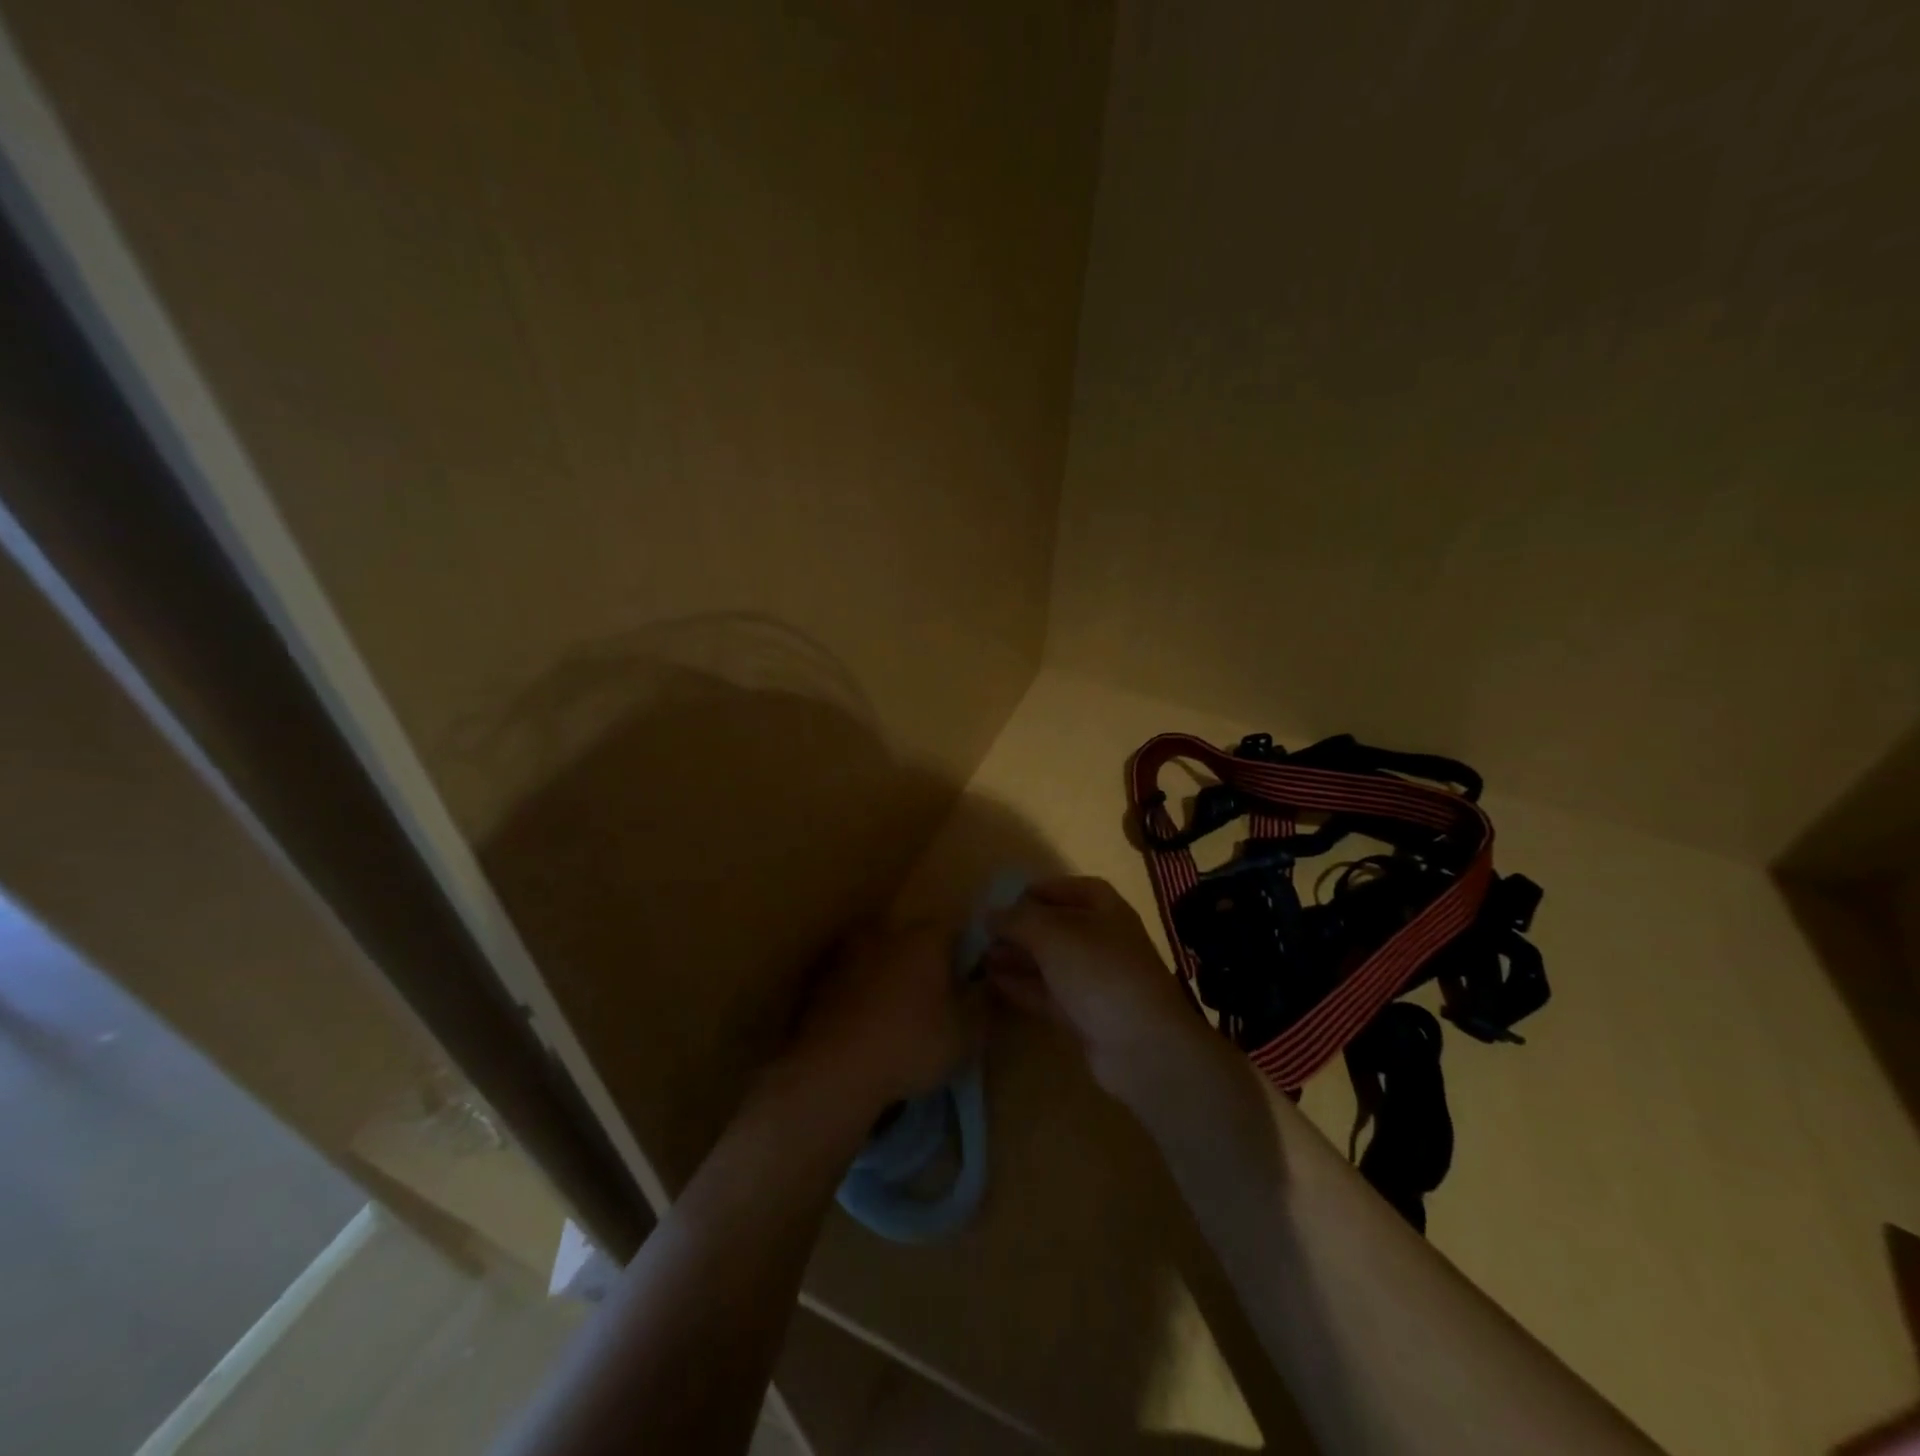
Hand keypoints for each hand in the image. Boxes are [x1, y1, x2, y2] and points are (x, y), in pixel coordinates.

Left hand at [783, 922, 984, 1117]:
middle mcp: (886, 934)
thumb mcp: (967, 1034)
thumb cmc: (911, 1044)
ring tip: (898, 1017)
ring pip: (880, 959)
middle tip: (935, 1000)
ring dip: (890, 978)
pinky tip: (867, 1029)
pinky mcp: (821, 982)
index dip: (966, 952)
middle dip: (926, 963)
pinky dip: (862, 998)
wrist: (834, 1070)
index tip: (971, 979)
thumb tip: (987, 985)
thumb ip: (983, 1003)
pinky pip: (853, 983)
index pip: (955, 928)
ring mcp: (848, 955)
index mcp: (925, 937)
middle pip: (914, 940)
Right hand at [985, 876, 1200, 1095]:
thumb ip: (1018, 920)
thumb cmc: (1100, 972)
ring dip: (1016, 957)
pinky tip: (993, 982)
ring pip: (1048, 961)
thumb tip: (990, 914)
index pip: (1069, 888)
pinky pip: (1047, 992)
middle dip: (1020, 928)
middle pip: (1055, 926)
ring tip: (979, 957)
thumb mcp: (1053, 934)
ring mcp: (1093, 980)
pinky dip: (1022, 985)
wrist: (1142, 1046)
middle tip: (983, 933)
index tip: (1004, 900)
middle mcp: (1101, 939)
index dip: (1038, 891)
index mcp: (1104, 909)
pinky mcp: (1084, 1014)